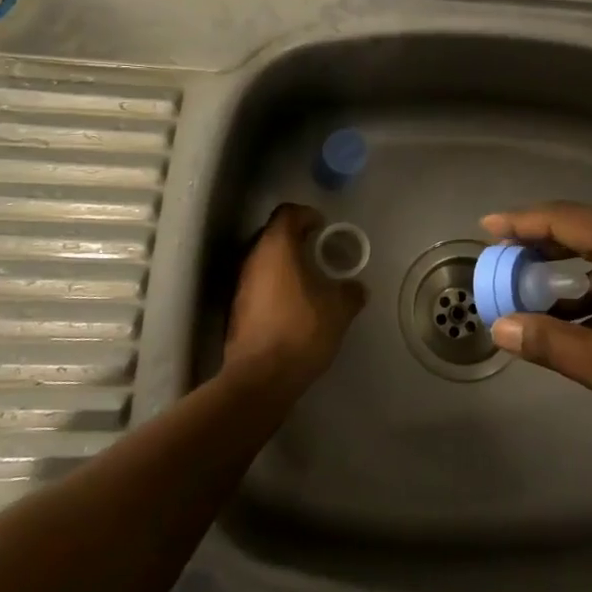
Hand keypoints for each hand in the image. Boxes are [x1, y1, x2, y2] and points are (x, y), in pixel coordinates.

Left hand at [224, 203, 365, 394]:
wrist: (260, 378)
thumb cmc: (302, 330)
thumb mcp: (339, 309)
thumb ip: (350, 292)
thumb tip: (356, 288)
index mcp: (277, 247)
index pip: (288, 213)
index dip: (307, 215)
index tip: (323, 228)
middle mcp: (252, 258)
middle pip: (272, 234)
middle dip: (295, 239)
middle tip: (318, 252)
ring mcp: (239, 284)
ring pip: (262, 260)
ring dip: (283, 264)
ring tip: (307, 280)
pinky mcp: (235, 309)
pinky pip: (256, 284)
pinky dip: (274, 285)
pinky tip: (292, 304)